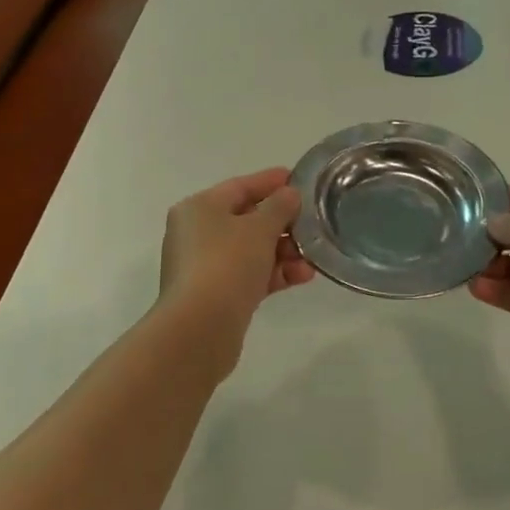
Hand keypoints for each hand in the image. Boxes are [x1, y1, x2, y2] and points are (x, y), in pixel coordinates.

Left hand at [156, 168, 314, 371]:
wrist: (200, 328)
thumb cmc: (227, 264)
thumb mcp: (259, 228)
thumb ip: (279, 206)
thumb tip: (289, 195)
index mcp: (199, 208)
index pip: (240, 186)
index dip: (271, 182)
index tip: (300, 180)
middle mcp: (196, 233)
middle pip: (246, 219)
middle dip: (282, 222)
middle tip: (313, 222)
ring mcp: (204, 266)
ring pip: (250, 250)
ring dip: (283, 251)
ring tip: (312, 257)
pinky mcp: (215, 295)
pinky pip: (249, 275)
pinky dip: (274, 273)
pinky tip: (302, 277)